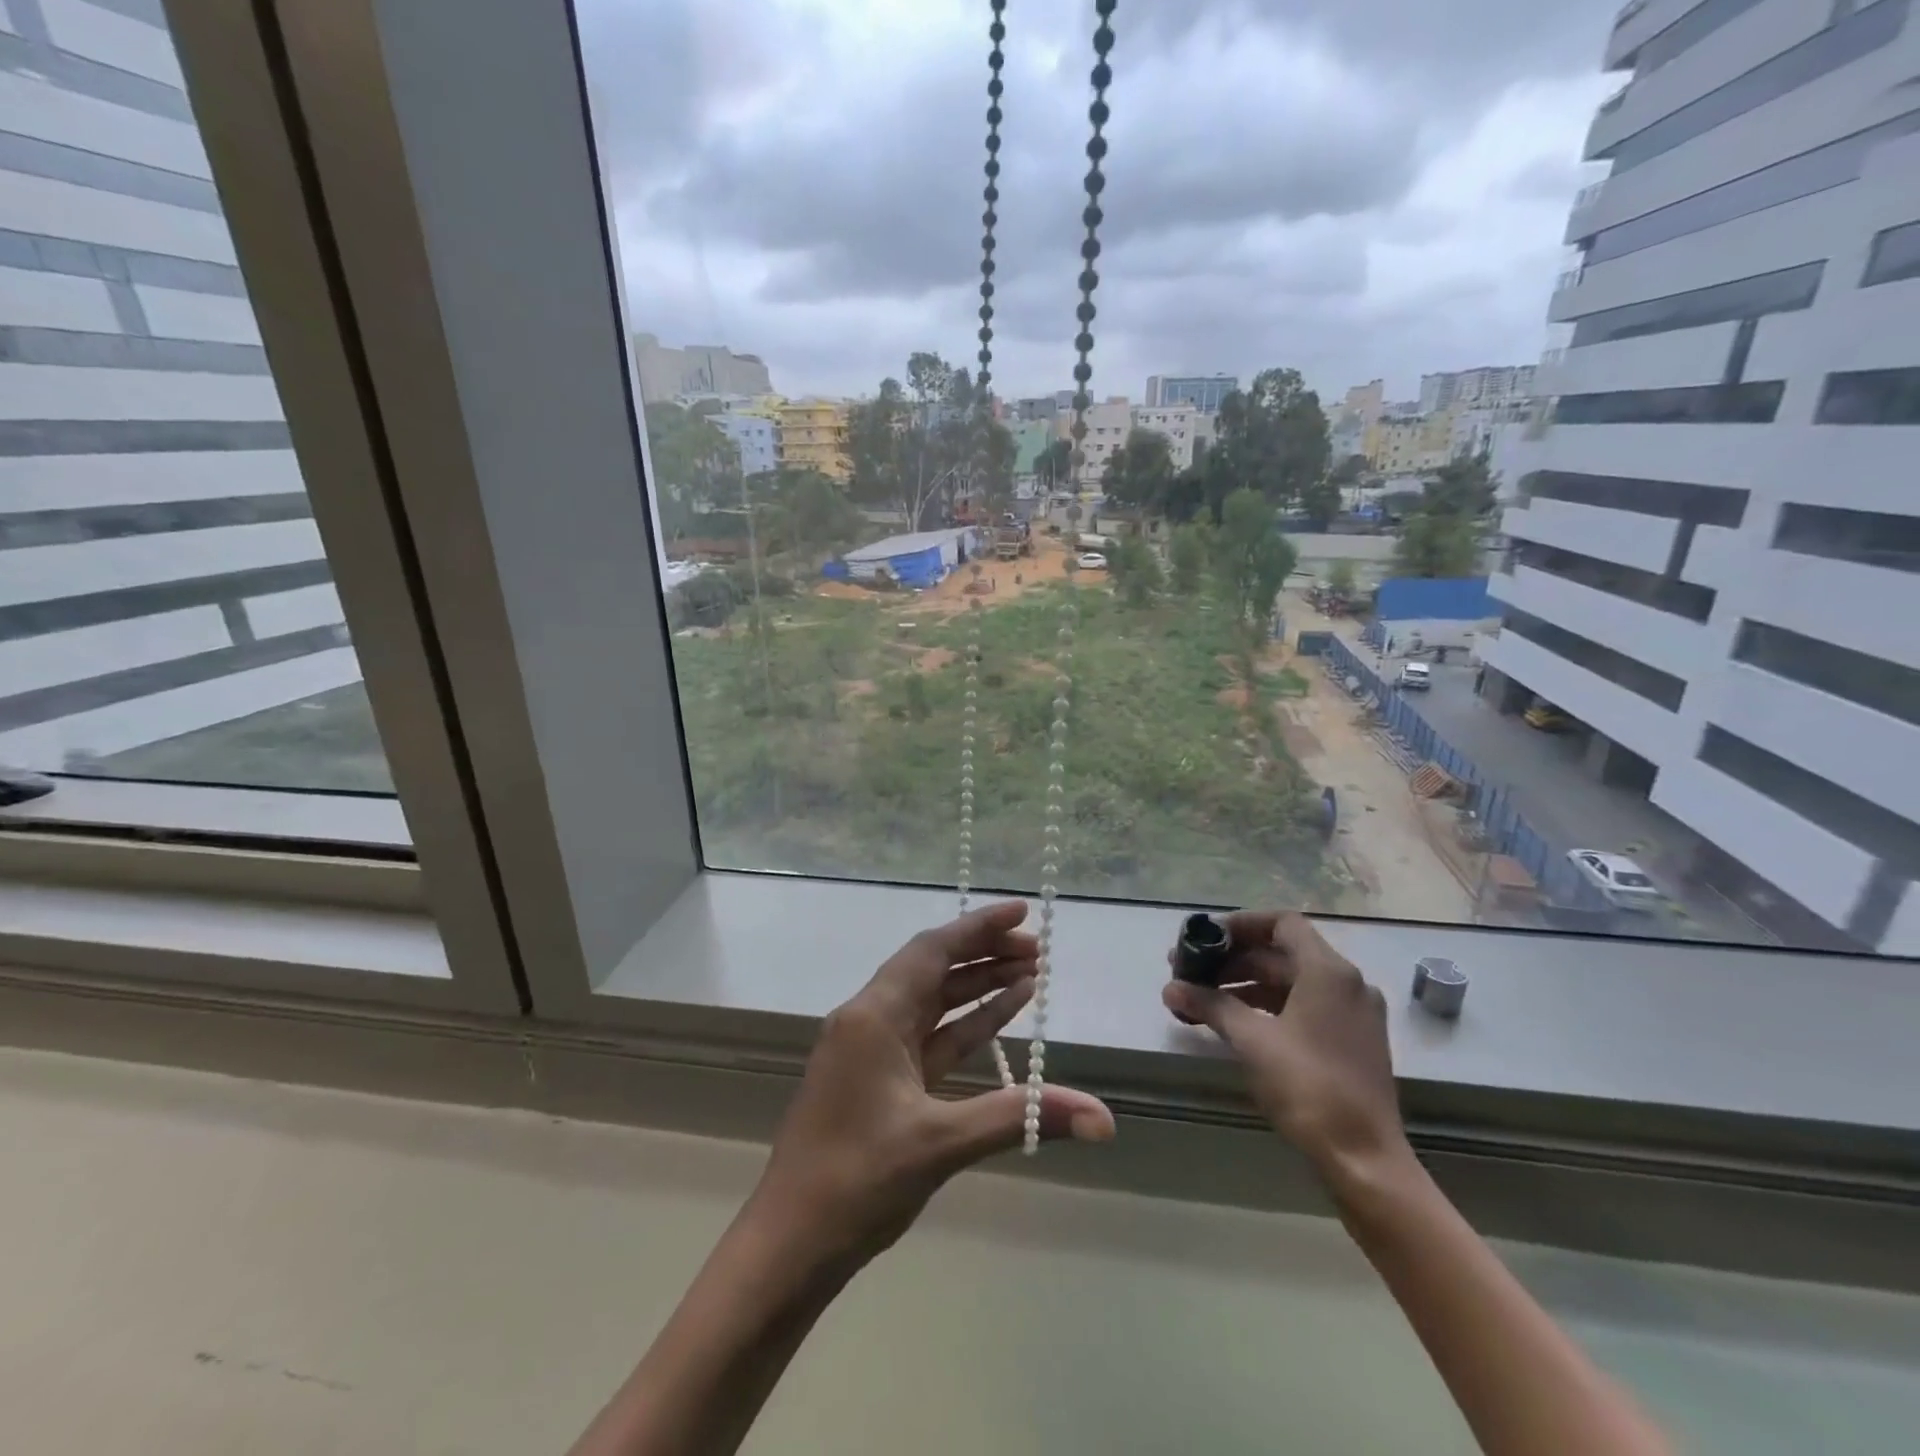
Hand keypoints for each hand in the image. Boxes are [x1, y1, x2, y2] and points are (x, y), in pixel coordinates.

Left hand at [751, 901, 1114, 1269]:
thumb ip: (1021, 1117)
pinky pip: (929, 1037)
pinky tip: (1000, 1016)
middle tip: (1037, 949)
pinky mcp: (880, 1080)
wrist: (790, 1244)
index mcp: (873, 1015)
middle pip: (934, 969)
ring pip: (933, 1003)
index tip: (1021, 912)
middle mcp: (870, 1019)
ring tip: (1030, 974)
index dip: (978, 927)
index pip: (932, 950)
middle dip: (984, 954)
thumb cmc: (856, 1182)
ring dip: (977, 987)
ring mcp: (873, 1050)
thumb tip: (1104, 1120)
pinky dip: (965, 1024)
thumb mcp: (941, 1143)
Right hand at [1163, 910, 1410, 1191]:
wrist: (1365, 1160)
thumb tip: (1171, 988)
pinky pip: (1304, 1006)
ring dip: (1246, 983)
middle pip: (1283, 952)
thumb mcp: (1251, 1040)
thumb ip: (1210, 1005)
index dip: (1240, 925)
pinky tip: (1235, 1023)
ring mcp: (1354, 1014)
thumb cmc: (1308, 1087)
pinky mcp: (1352, 1042)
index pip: (1281, 923)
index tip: (1205, 938)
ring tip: (1204, 999)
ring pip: (1292, 981)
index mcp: (1328, 971)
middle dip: (1234, 959)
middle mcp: (1347, 983)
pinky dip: (1268, 1006)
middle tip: (1191, 972)